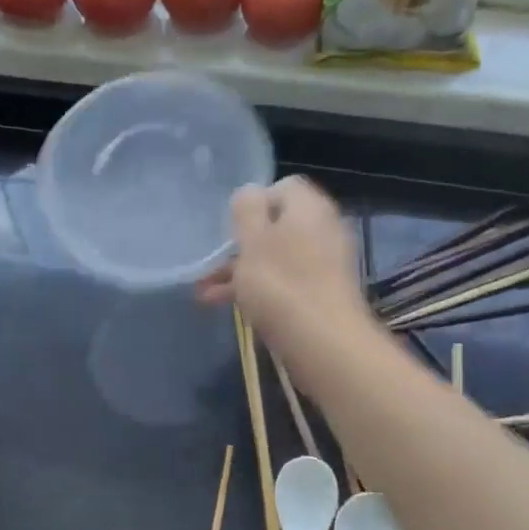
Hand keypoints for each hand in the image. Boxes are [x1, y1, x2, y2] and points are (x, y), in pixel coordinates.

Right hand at [198, 176, 370, 363]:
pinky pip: (284, 281)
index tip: (231, 226)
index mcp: (309, 208)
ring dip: (241, 270)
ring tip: (204, 291)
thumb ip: (247, 209)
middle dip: (240, 243)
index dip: (253, 202)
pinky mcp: (320, 293)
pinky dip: (257, 289)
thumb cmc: (281, 284)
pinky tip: (224, 305)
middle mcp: (322, 229)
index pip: (282, 187)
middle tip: (212, 260)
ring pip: (275, 257)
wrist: (324, 343)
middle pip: (276, 225)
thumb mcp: (253, 240)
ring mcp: (324, 263)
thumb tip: (250, 192)